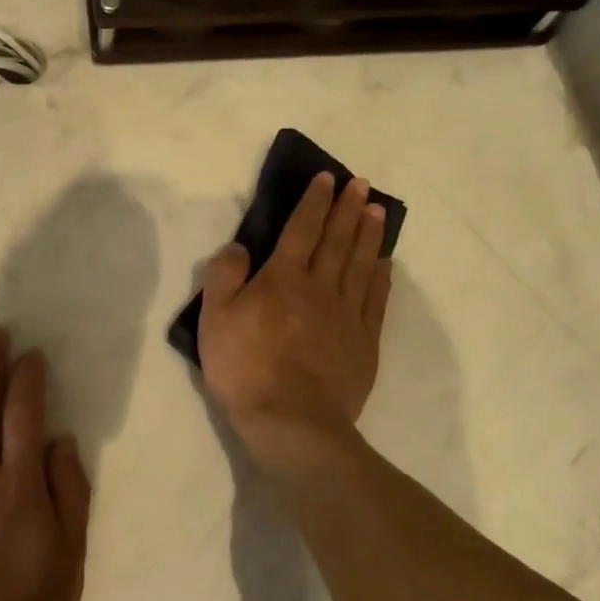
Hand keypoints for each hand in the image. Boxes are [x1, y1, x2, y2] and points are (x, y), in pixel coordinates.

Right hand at [198, 172, 391, 441]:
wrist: (292, 422)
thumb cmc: (245, 368)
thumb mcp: (214, 319)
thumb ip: (224, 276)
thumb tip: (239, 247)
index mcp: (283, 278)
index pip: (301, 229)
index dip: (314, 202)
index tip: (327, 179)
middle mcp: (320, 287)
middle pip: (337, 240)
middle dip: (348, 209)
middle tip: (362, 185)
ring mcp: (346, 315)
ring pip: (361, 265)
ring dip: (370, 235)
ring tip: (378, 211)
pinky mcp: (364, 343)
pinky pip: (375, 301)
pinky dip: (381, 278)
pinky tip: (385, 264)